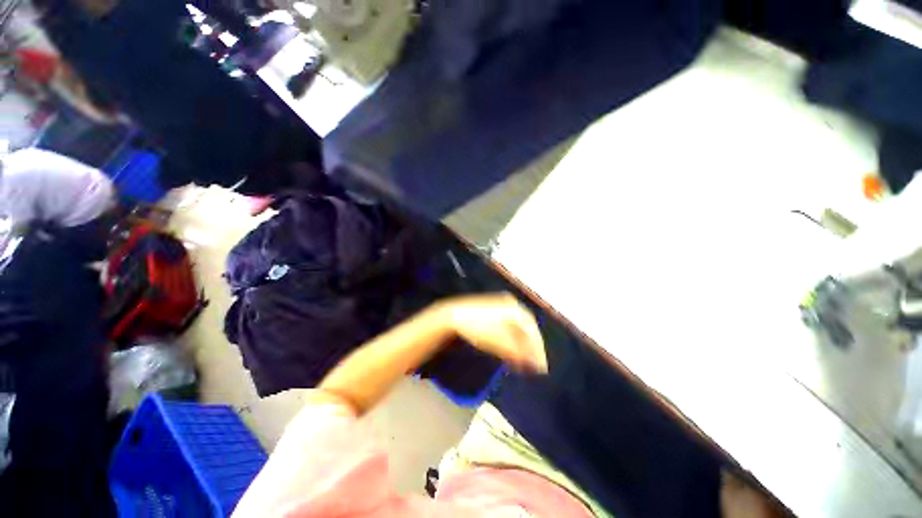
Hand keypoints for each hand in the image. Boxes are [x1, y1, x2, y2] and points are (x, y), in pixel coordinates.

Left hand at [436, 293, 547, 373]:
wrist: (453, 315)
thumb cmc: (477, 327)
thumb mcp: (499, 342)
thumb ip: (519, 353)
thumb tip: (537, 364)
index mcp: (515, 309)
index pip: (533, 330)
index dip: (538, 348)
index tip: (541, 366)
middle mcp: (511, 305)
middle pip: (526, 328)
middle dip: (530, 347)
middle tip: (534, 365)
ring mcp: (501, 305)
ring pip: (517, 327)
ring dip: (521, 344)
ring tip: (522, 360)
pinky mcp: (493, 310)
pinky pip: (508, 325)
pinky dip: (511, 338)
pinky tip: (510, 350)